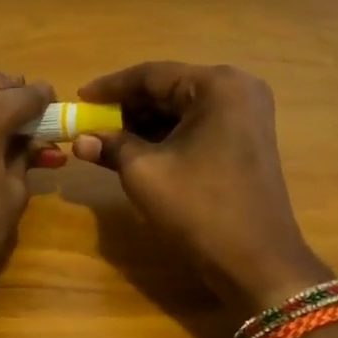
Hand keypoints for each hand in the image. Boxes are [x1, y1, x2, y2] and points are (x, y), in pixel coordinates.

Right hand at [73, 62, 330, 315]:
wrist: (258, 263)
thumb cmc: (200, 209)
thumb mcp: (145, 173)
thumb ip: (111, 146)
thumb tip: (80, 140)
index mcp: (218, 86)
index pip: (152, 74)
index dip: (110, 87)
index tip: (79, 99)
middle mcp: (238, 90)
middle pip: (169, 89)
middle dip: (127, 108)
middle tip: (91, 124)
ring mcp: (247, 116)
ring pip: (182, 109)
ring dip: (145, 124)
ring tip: (108, 142)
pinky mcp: (247, 141)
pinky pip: (198, 126)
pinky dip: (167, 137)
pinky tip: (138, 153)